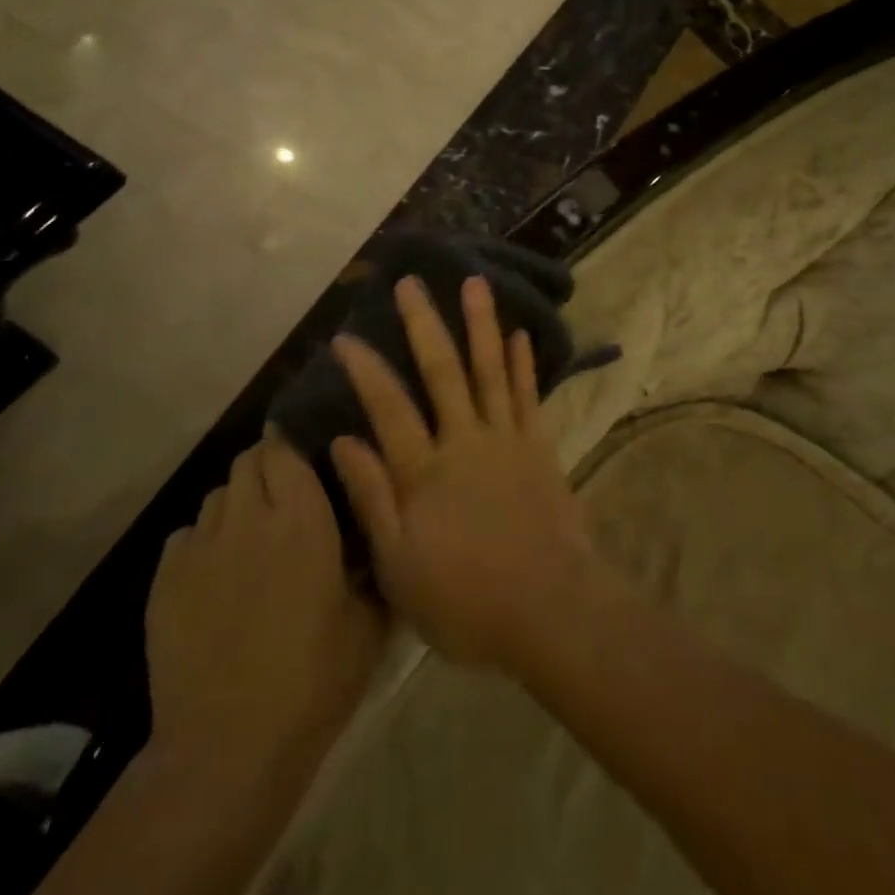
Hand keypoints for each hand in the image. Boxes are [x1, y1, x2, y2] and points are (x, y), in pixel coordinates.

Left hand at [145, 435, 385, 782]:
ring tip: (252, 538)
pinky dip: (203, 542)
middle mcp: (246, 518)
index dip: (292, 446)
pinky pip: (184, 537)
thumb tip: (371, 528)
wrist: (229, 745)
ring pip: (215, 497)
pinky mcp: (164, 582)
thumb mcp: (369, 620)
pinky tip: (217, 576)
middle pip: (246, 462)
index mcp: (301, 517)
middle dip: (265, 468)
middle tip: (285, 500)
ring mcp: (199, 548)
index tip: (307, 458)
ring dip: (236, 504)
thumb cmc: (314, 679)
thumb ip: (371, 561)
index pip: (283, 448)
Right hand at [329, 274, 602, 672]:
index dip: (366, 370)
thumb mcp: (400, 566)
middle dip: (424, 324)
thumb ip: (373, 499)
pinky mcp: (540, 448)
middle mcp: (465, 441)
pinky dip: (523, 364)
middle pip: (441, 372)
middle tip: (412, 283)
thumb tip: (344, 441)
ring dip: (480, 325)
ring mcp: (508, 440)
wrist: (550, 611)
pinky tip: (519, 334)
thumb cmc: (465, 600)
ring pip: (489, 370)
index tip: (346, 336)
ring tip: (474, 284)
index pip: (389, 407)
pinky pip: (529, 397)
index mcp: (425, 472)